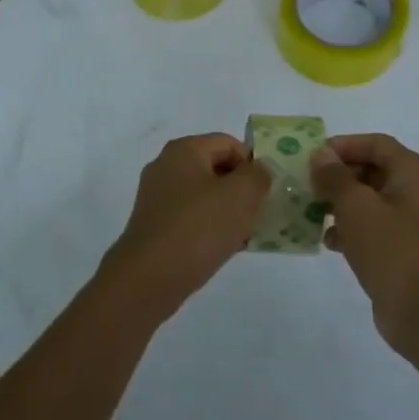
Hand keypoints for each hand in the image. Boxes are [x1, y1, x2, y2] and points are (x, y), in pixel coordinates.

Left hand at [99, 133, 271, 321]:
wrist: (151, 276)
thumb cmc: (199, 227)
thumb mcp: (241, 195)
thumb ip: (258, 175)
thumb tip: (258, 170)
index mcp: (184, 150)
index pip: (228, 143)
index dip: (253, 163)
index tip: (267, 191)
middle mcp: (166, 167)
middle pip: (216, 169)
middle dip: (242, 189)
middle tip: (261, 213)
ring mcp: (157, 197)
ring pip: (205, 196)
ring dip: (229, 211)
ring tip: (247, 233)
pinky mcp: (156, 225)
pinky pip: (192, 218)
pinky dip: (211, 228)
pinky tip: (226, 248)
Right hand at [310, 134, 418, 357]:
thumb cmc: (391, 248)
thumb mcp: (356, 206)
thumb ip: (335, 177)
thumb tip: (322, 155)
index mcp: (411, 173)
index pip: (376, 143)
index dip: (344, 145)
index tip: (313, 157)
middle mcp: (413, 192)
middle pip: (370, 169)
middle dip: (337, 175)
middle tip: (306, 184)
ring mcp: (407, 222)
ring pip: (366, 200)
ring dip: (338, 203)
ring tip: (310, 211)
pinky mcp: (398, 248)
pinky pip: (369, 227)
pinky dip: (347, 228)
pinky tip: (327, 241)